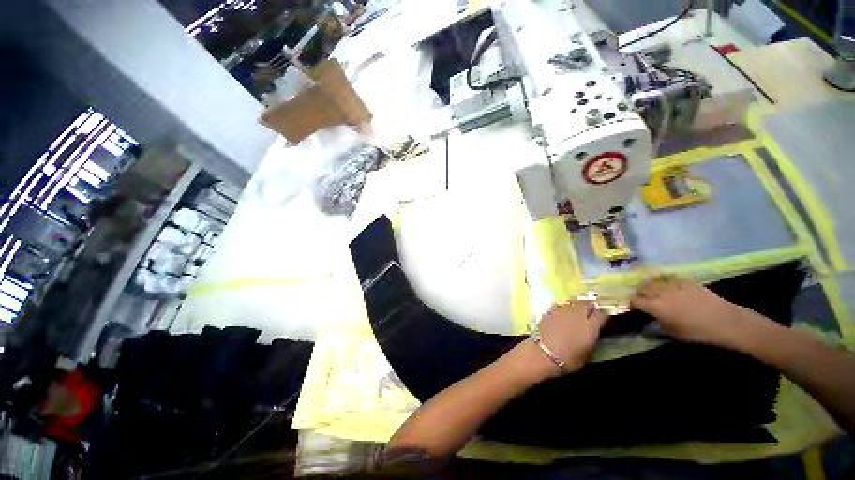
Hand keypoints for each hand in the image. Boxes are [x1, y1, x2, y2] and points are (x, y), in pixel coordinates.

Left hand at [536, 300, 609, 373]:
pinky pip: (560, 305)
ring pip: (573, 302)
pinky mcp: (550, 310)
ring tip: (575, 312)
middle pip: (587, 303)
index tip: (603, 318)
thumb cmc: (569, 358)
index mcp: (590, 325)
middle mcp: (577, 314)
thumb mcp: (588, 351)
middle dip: (589, 307)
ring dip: (576, 306)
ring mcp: (562, 310)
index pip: (602, 313)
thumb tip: (592, 331)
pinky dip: (563, 308)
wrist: (545, 353)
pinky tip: (562, 314)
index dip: (604, 315)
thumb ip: (591, 337)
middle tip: (589, 313)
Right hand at [630, 274, 756, 346]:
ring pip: (653, 281)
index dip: (632, 305)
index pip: (635, 301)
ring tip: (651, 291)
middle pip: (642, 289)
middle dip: (639, 294)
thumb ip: (658, 322)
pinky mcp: (685, 281)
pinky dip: (664, 280)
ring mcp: (673, 285)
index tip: (635, 310)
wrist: (724, 321)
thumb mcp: (673, 333)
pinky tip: (665, 284)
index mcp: (656, 307)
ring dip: (649, 286)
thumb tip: (650, 318)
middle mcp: (661, 293)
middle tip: (642, 300)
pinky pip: (669, 277)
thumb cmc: (698, 332)